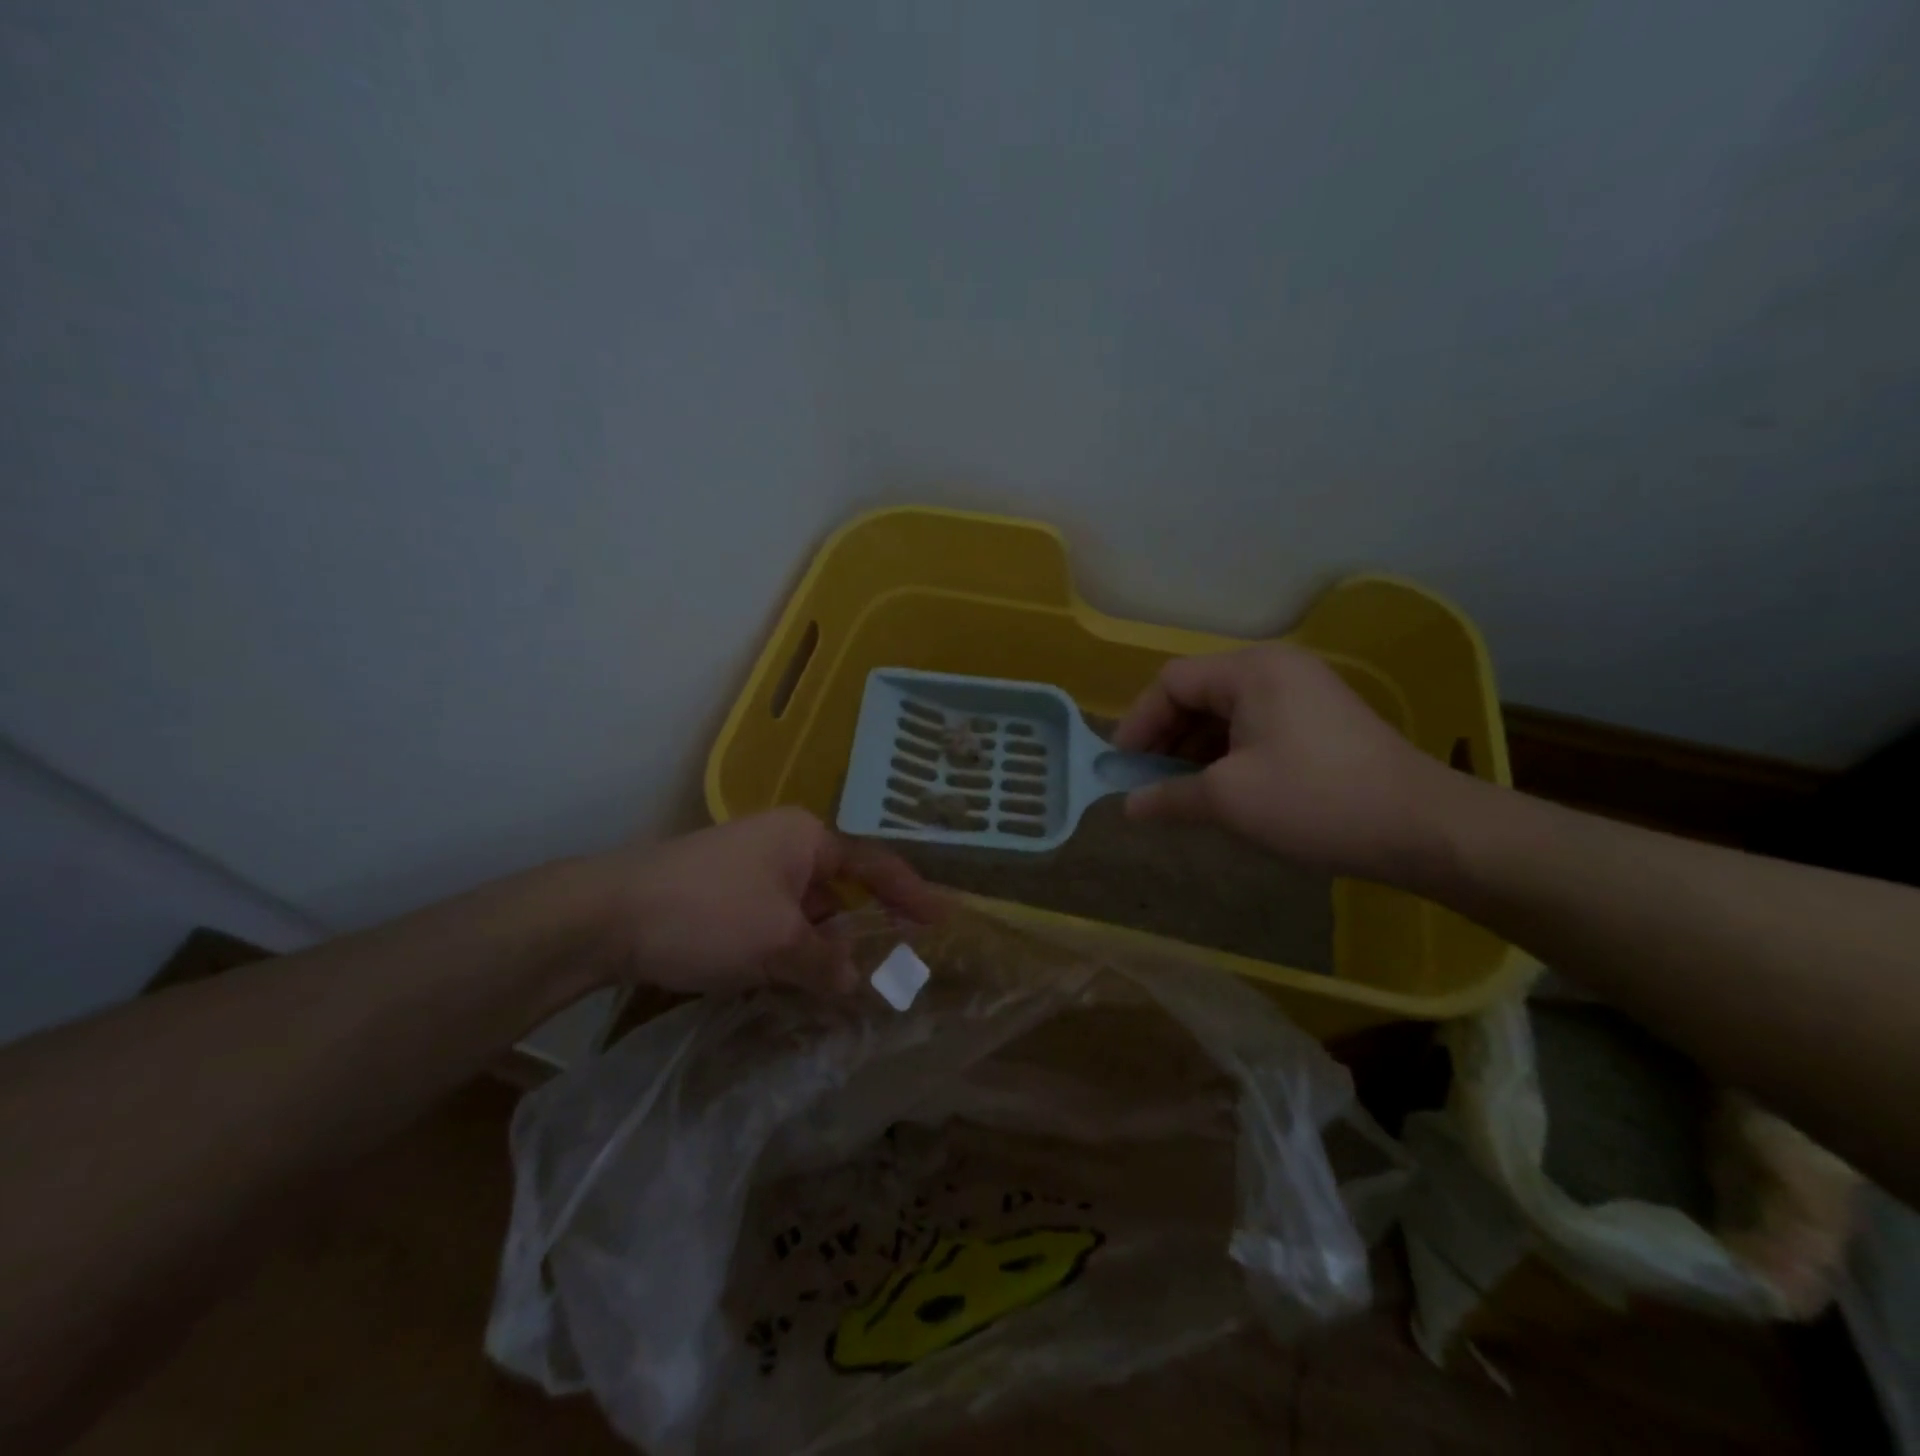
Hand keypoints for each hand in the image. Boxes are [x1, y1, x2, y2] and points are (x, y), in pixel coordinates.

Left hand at [604, 809, 946, 993]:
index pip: (876, 865)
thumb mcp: (778, 944)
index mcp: (807, 837)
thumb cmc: (708, 914)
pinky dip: (791, 949)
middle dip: (864, 930)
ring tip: (846, 988)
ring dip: (824, 946)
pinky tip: (796, 982)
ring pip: (806, 910)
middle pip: (841, 889)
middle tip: (894, 967)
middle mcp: (784, 843)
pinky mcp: (723, 893)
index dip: (912, 894)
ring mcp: (751, 867)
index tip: (944, 920)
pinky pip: (776, 920)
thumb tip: (856, 982)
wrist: (606, 915)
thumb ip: (827, 964)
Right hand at [1112, 644, 1465, 881]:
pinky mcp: (1319, 722)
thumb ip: (1169, 796)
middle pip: (1198, 694)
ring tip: (1181, 791)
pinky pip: (1254, 727)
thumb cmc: (1315, 800)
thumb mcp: (1229, 800)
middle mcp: (1276, 669)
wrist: (1423, 828)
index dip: (1139, 723)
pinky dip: (1228, 755)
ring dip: (1195, 750)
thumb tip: (1128, 806)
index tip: (1122, 768)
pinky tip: (1221, 790)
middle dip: (1166, 738)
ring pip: (1226, 713)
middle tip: (1148, 782)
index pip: (1172, 682)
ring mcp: (1302, 693)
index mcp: (1252, 670)